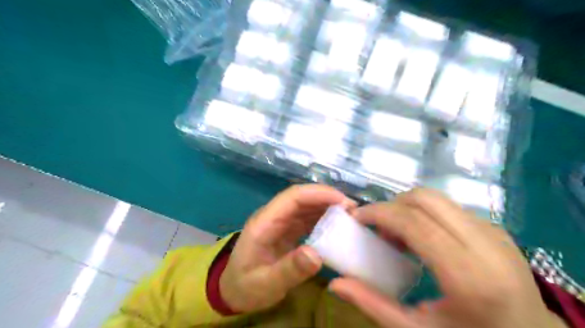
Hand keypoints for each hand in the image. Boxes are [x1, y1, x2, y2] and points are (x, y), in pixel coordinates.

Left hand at [221, 184, 353, 311]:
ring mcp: (280, 222)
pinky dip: (323, 217)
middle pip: (301, 197)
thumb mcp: (265, 284)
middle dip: (327, 198)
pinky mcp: (286, 230)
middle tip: (353, 209)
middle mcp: (273, 216)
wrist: (233, 290)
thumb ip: (289, 270)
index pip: (292, 197)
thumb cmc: (245, 287)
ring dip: (327, 206)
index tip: (343, 201)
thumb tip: (317, 254)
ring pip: (306, 205)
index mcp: (264, 223)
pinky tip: (337, 225)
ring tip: (350, 215)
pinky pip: (307, 218)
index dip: (318, 194)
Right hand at [328, 188, 566, 327]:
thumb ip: (373, 305)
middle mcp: (485, 244)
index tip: (357, 218)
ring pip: (437, 199)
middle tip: (377, 228)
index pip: (414, 221)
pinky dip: (424, 214)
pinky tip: (421, 239)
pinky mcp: (495, 229)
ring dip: (407, 208)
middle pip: (425, 199)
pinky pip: (449, 208)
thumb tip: (335, 284)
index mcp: (468, 275)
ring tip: (398, 235)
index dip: (379, 213)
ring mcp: (494, 232)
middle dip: (391, 206)